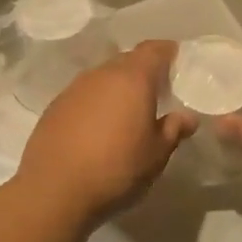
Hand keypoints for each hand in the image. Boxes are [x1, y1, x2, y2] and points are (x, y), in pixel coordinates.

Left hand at [16, 41, 195, 224]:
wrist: (54, 191)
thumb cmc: (116, 169)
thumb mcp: (156, 154)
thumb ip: (174, 130)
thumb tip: (187, 117)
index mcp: (132, 79)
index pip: (153, 50)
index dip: (168, 52)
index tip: (178, 62)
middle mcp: (101, 75)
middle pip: (127, 60)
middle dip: (143, 70)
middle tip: (157, 90)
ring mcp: (74, 89)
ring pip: (103, 77)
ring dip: (117, 87)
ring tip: (128, 111)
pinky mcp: (54, 107)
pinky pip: (84, 95)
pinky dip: (96, 102)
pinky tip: (99, 126)